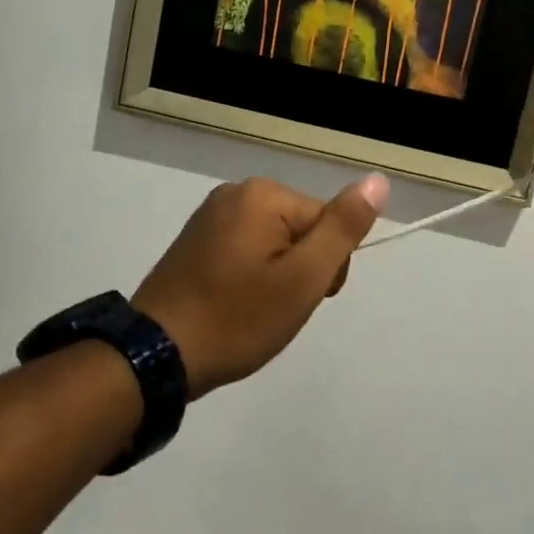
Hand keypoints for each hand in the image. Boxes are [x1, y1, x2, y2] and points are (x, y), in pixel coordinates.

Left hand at [134, 173, 388, 397]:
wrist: (157, 354)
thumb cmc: (237, 318)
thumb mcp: (302, 279)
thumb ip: (342, 229)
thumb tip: (377, 180)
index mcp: (263, 194)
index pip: (327, 222)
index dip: (326, 266)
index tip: (305, 299)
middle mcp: (236, 192)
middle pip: (300, 228)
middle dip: (300, 270)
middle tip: (276, 308)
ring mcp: (210, 214)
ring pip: (274, 242)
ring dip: (277, 276)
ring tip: (253, 310)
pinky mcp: (195, 239)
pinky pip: (245, 249)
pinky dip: (250, 276)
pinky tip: (234, 303)